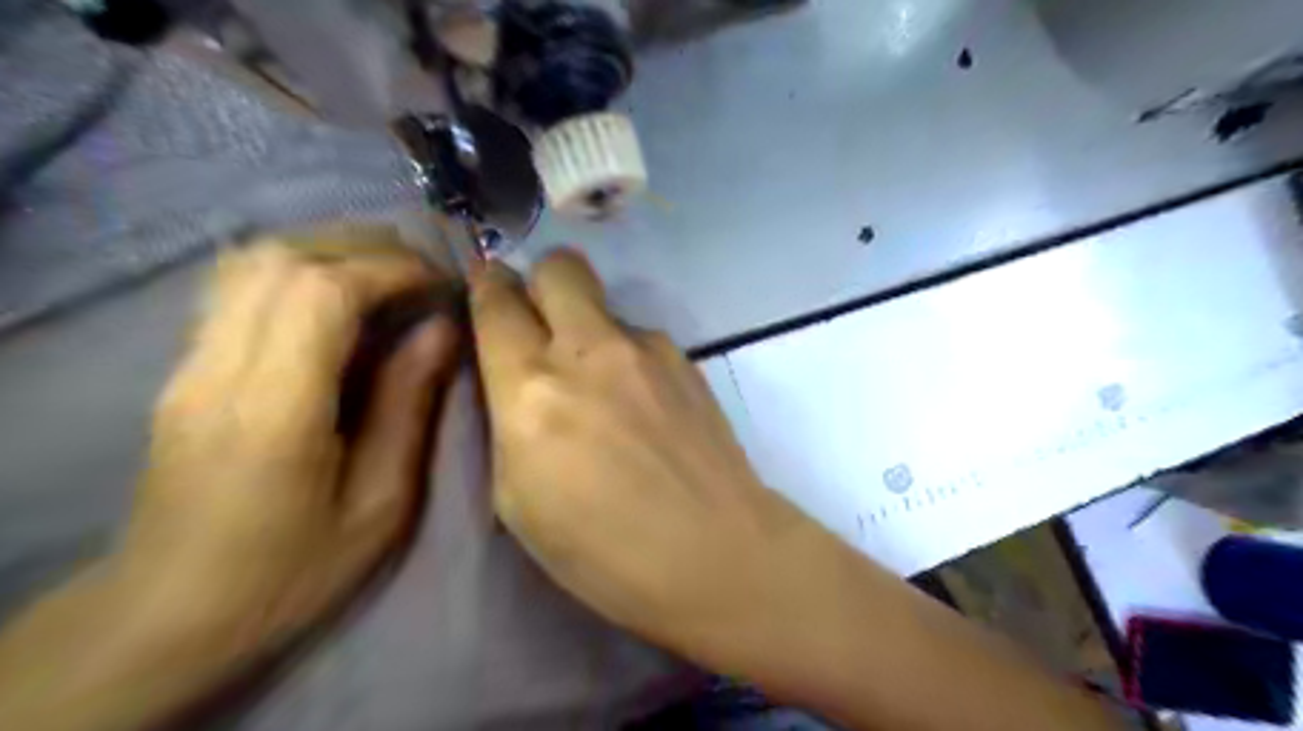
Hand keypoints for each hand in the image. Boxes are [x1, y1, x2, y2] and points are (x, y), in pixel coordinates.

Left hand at [117, 225, 463, 651]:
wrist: (170, 612)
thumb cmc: (293, 569)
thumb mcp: (380, 501)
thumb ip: (410, 406)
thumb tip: (443, 329)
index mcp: (274, 409)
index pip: (322, 293)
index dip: (390, 269)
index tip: (442, 283)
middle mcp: (219, 369)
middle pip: (281, 259)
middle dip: (364, 247)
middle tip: (422, 271)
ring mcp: (189, 363)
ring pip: (251, 260)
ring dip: (328, 249)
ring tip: (386, 272)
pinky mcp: (184, 366)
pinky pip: (236, 285)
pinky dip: (296, 268)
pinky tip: (335, 293)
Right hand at [475, 251, 827, 674]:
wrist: (715, 551)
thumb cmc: (602, 550)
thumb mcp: (517, 498)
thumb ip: (508, 418)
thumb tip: (516, 374)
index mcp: (532, 390)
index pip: (497, 302)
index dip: (487, 290)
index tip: (488, 295)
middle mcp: (589, 351)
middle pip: (559, 266)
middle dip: (541, 282)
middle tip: (541, 323)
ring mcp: (646, 349)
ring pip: (603, 302)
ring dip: (587, 327)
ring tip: (601, 384)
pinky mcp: (685, 358)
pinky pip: (640, 336)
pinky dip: (626, 354)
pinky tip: (641, 402)